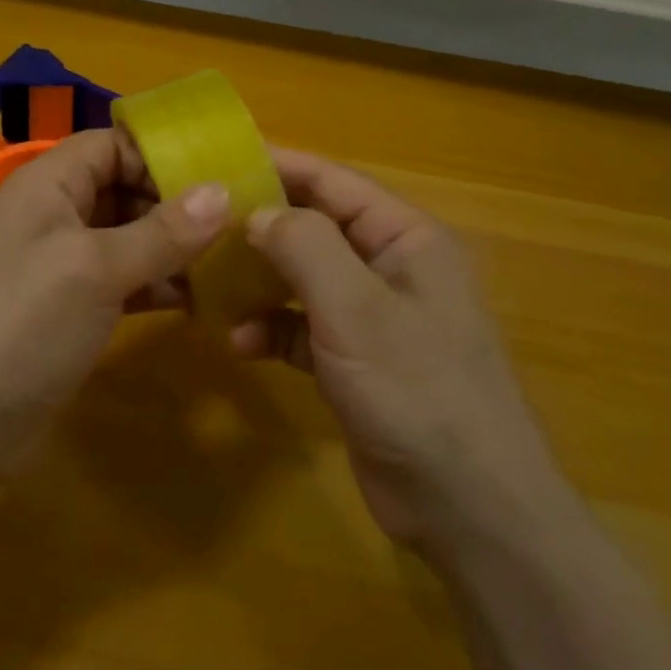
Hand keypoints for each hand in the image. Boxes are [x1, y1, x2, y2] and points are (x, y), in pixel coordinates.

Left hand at [0, 127, 228, 474]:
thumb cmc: (22, 324)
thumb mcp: (96, 270)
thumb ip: (162, 232)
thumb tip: (223, 192)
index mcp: (49, 183)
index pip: (112, 143)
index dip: (160, 153)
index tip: (218, 173)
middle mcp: (54, 213)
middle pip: (124, 187)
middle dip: (176, 202)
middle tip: (238, 219)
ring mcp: (61, 263)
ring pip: (128, 236)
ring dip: (173, 246)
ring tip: (230, 258)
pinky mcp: (71, 308)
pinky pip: (123, 279)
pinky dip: (158, 283)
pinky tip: (199, 298)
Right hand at [233, 150, 559, 555]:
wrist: (469, 511)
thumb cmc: (417, 390)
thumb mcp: (355, 308)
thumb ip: (304, 246)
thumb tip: (258, 213)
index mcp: (406, 238)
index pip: (334, 182)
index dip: (279, 166)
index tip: (220, 158)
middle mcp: (391, 268)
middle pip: (316, 228)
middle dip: (262, 227)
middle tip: (201, 225)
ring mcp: (374, 317)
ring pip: (305, 279)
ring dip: (261, 282)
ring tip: (210, 286)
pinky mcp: (357, 362)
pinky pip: (305, 327)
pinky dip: (274, 328)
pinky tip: (241, 343)